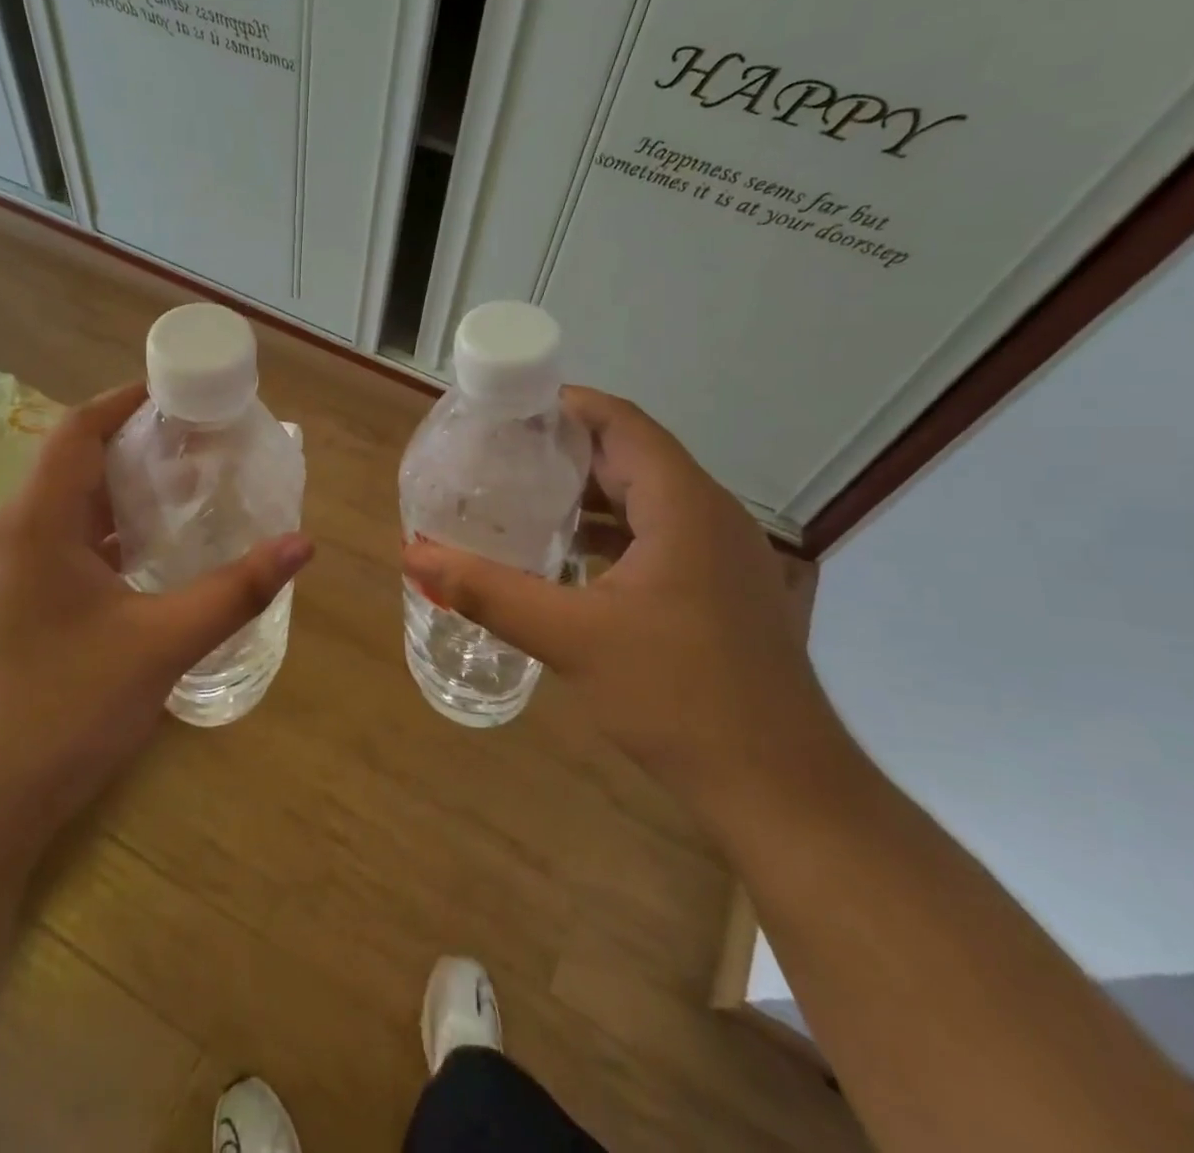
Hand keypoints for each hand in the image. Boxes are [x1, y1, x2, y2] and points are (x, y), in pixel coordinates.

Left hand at [0, 382, 312, 859]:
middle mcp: (6, 540)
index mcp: (32, 525)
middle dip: (133, 451)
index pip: (76, 432)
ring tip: (181, 498)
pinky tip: (142, 566)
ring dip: (117, 500)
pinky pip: (55, 553)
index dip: (124, 402)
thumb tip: (303, 544)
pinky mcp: (0, 615)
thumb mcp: (159, 645)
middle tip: (197, 449)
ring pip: (63, 516)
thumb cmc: (60, 712)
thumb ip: (234, 591)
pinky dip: (101, 542)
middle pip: (70, 468)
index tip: (176, 394)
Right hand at [402, 386, 846, 816]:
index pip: (620, 422)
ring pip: (647, 497)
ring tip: (523, 499)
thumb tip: (413, 555)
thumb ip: (488, 591)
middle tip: (498, 455)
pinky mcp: (723, 588)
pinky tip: (570, 559)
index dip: (563, 405)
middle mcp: (710, 514)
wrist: (780, 788)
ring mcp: (724, 553)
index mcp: (683, 504)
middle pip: (632, 454)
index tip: (505, 410)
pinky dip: (613, 532)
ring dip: (589, 493)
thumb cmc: (678, 697)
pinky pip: (660, 534)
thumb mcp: (570, 638)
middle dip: (565, 449)